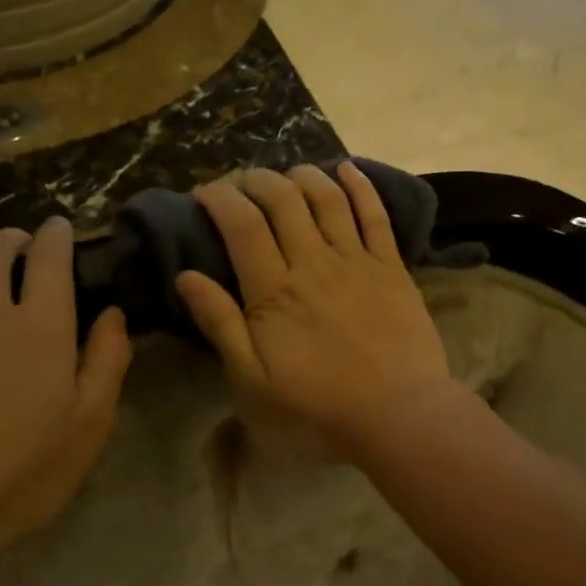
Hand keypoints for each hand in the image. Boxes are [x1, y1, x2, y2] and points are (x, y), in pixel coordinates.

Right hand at [176, 164, 455, 455]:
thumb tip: (185, 275)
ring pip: (327, 199)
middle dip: (257, 180)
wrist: (399, 416)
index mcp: (274, 291)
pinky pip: (375, 215)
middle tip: (242, 182)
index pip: (242, 225)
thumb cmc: (318, 408)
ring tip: (287, 172)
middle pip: (283, 201)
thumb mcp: (253, 381)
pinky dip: (361, 187)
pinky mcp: (392, 267)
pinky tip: (348, 169)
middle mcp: (314, 262)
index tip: (204, 192)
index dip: (220, 198)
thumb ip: (221, 325)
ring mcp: (357, 260)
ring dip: (304, 176)